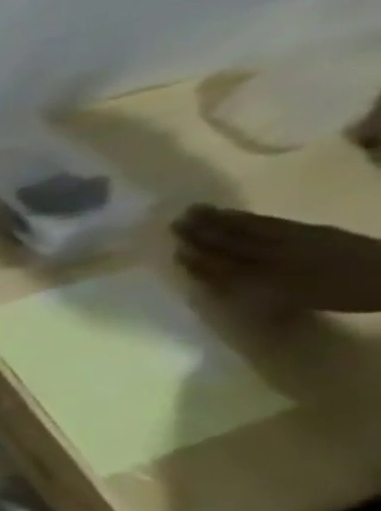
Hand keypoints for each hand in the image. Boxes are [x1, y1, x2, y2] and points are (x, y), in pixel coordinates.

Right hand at [172, 205, 380, 311]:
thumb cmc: (338, 295)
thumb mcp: (290, 300)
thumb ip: (250, 287)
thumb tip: (211, 276)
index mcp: (264, 273)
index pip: (221, 262)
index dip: (196, 256)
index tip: (173, 247)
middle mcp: (272, 253)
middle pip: (230, 241)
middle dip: (202, 231)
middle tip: (177, 220)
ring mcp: (292, 239)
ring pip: (247, 229)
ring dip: (220, 220)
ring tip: (199, 210)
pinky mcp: (309, 230)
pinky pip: (270, 223)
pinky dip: (247, 218)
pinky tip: (235, 214)